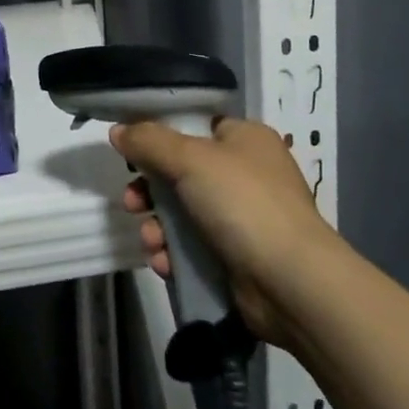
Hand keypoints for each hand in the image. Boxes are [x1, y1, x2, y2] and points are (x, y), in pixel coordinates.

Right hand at [114, 117, 337, 342]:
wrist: (291, 283)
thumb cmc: (243, 203)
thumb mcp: (190, 159)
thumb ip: (148, 142)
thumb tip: (117, 130)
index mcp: (245, 139)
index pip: (195, 126)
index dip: (160, 138)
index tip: (132, 153)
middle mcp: (246, 173)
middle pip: (181, 172)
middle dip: (150, 191)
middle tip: (133, 202)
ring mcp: (243, 218)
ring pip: (183, 213)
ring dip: (157, 226)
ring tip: (151, 241)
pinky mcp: (237, 256)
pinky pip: (193, 248)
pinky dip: (174, 254)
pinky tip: (164, 263)